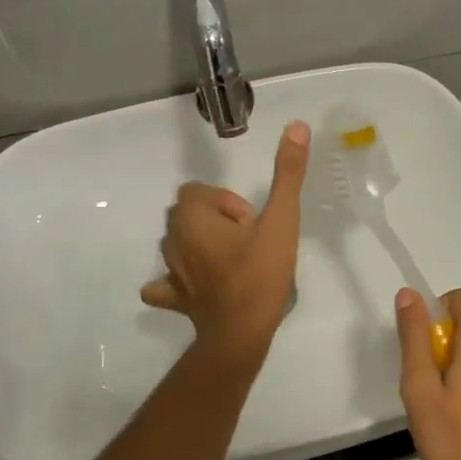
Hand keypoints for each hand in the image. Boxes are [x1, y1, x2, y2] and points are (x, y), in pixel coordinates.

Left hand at [141, 121, 309, 364]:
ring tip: (233, 264)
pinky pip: (164, 285)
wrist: (240, 333)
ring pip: (178, 244)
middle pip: (189, 214)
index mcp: (193, 217)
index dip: (228, 204)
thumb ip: (288, 174)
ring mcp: (169, 271)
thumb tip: (296, 126)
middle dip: (217, 221)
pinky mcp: (173, 298)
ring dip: (201, 245)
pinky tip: (196, 288)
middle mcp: (173, 239)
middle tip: (247, 243)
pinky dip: (176, 282)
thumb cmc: (259, 274)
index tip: (252, 225)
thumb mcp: (281, 221)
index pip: (200, 192)